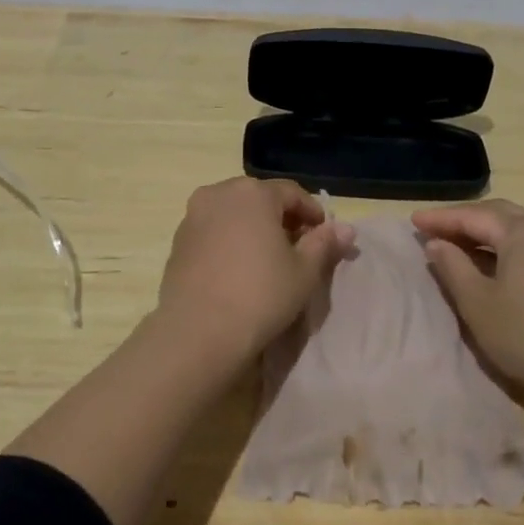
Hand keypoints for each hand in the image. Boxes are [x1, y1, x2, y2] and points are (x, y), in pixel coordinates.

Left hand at [155, 178, 354, 360]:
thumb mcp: (304, 271)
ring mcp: (193, 215)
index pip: (292, 192)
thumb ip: (324, 243)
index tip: (324, 235)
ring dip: (254, 227)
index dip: (312, 212)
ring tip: (268, 258)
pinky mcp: (178, 240)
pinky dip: (230, 239)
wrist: (198, 332)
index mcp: (253, 192)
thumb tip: (346, 228)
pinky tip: (239, 267)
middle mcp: (219, 193)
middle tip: (298, 246)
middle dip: (281, 217)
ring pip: (233, 212)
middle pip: (260, 198)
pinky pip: (213, 229)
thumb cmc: (260, 295)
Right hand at [412, 199, 523, 395]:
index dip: (441, 218)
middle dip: (464, 220)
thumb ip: (452, 266)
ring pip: (518, 229)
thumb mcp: (477, 302)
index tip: (413, 221)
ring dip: (485, 233)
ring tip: (456, 243)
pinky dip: (506, 246)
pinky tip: (490, 262)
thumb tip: (436, 243)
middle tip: (432, 228)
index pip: (474, 216)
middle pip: (499, 215)